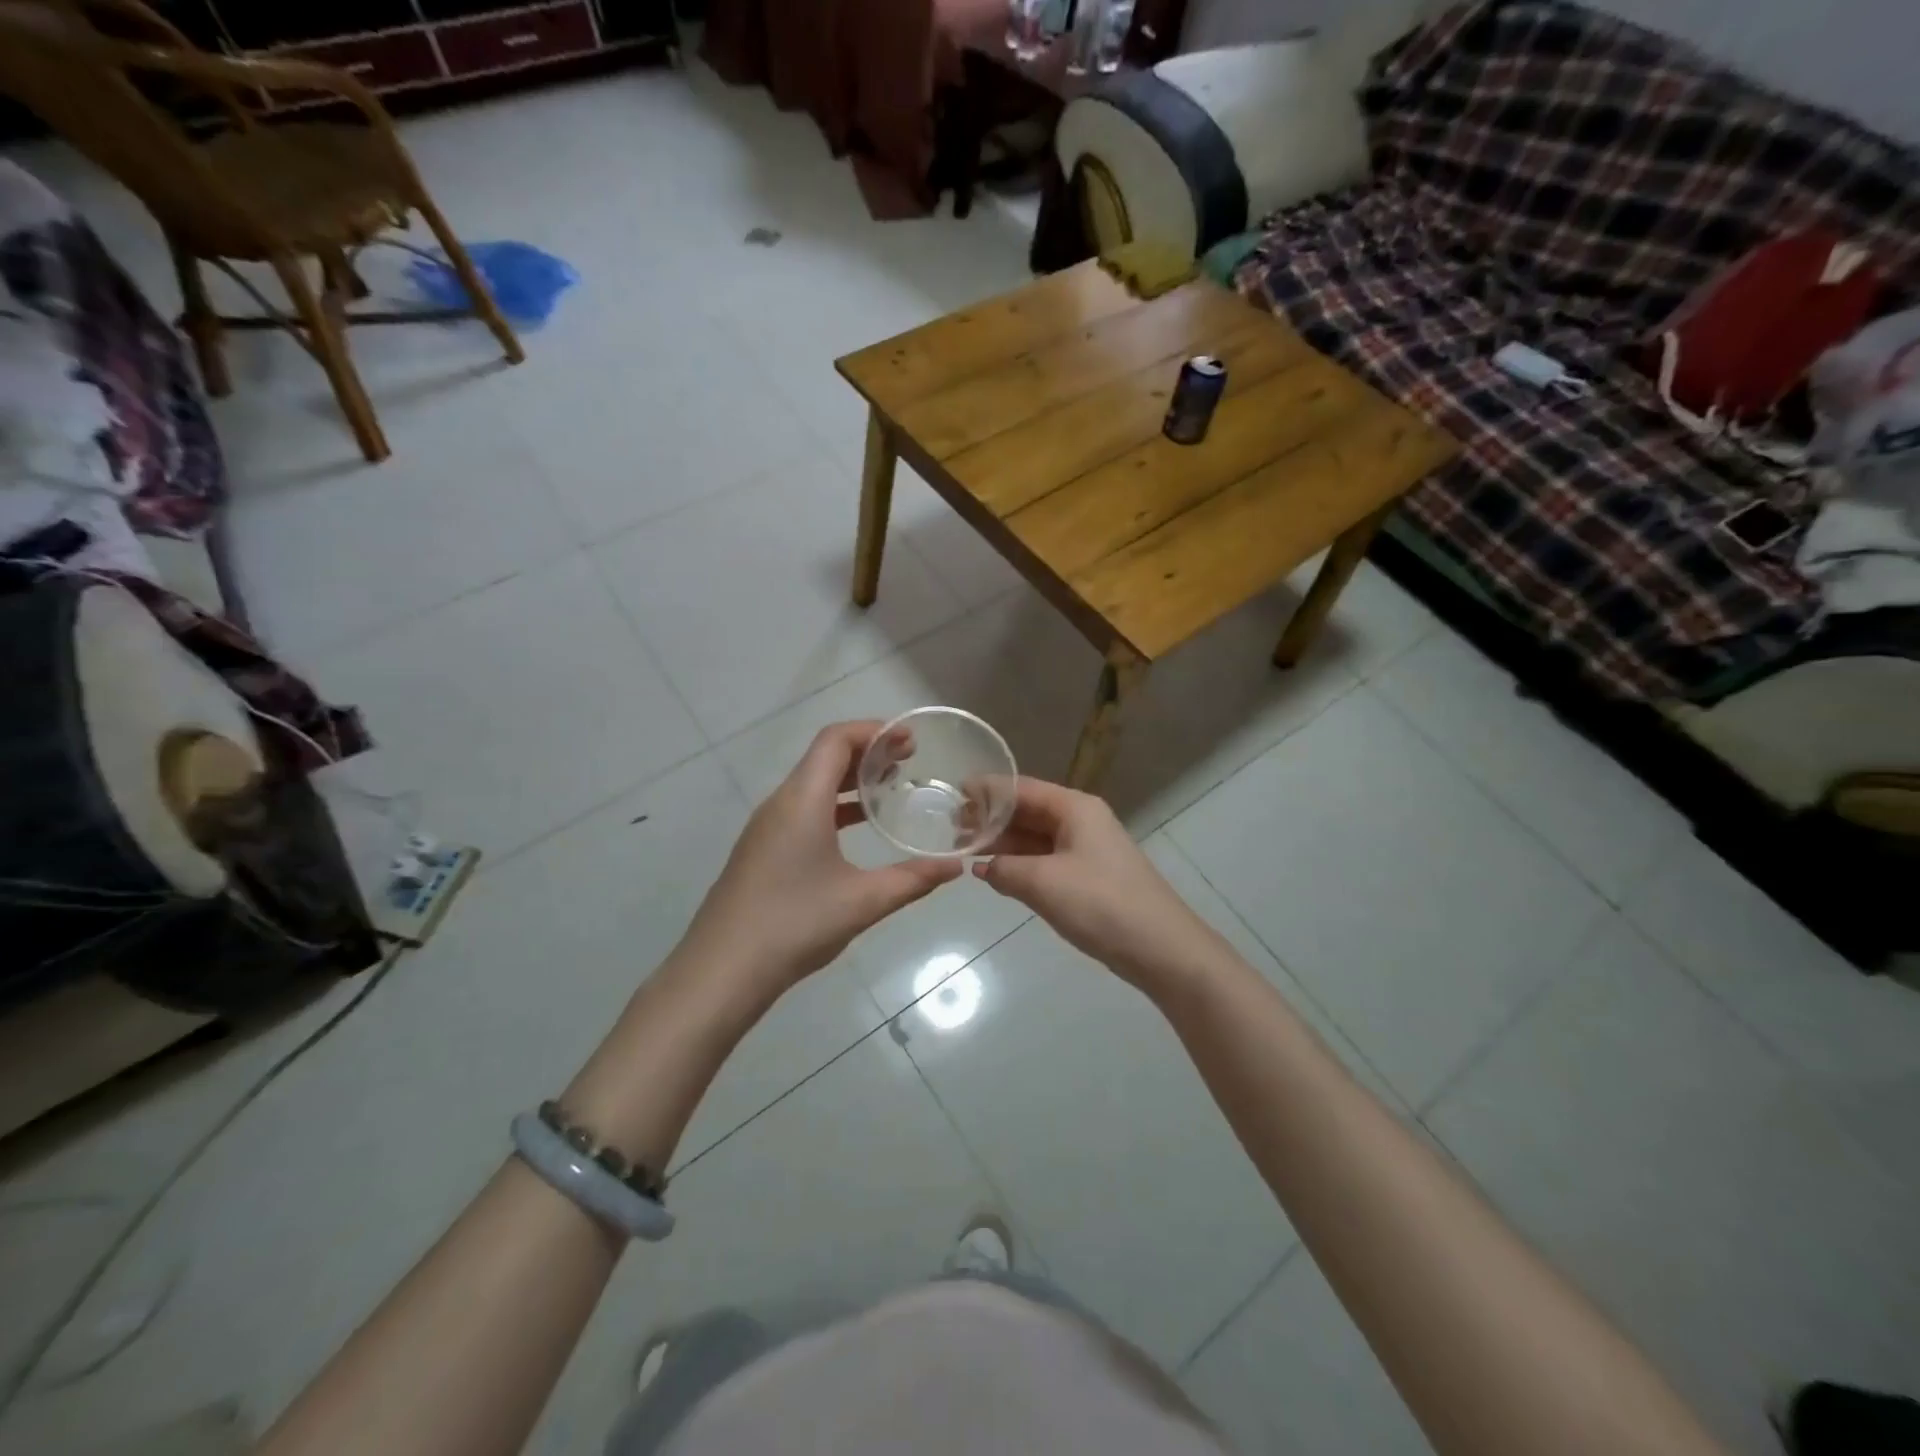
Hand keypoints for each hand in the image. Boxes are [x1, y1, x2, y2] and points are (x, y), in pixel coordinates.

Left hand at [681, 721, 962, 995]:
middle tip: (909, 761)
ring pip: (812, 784)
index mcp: (802, 800)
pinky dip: (834, 805)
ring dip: (850, 779)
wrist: (721, 971)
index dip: (874, 731)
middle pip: (824, 757)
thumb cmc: (794, 925)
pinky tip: (858, 830)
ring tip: (890, 789)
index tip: (910, 741)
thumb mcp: (863, 902)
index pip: (836, 740)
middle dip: (868, 752)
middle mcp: (781, 803)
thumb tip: (955, 866)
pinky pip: (802, 809)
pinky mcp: (762, 850)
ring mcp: (766, 827)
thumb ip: (913, 879)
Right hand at [974, 778, 1217, 993]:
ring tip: (964, 851)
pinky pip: (1045, 860)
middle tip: (951, 829)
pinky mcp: (1088, 877)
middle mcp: (1080, 821)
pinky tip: (994, 874)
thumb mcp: (1043, 883)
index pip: (1022, 789)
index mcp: (1074, 808)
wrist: (1160, 948)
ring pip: (1035, 838)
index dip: (987, 790)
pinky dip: (1019, 864)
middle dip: (991, 819)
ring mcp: (1086, 850)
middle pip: (1028, 811)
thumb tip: (981, 867)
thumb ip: (1004, 869)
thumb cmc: (1101, 904)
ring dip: (1002, 843)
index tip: (954, 794)